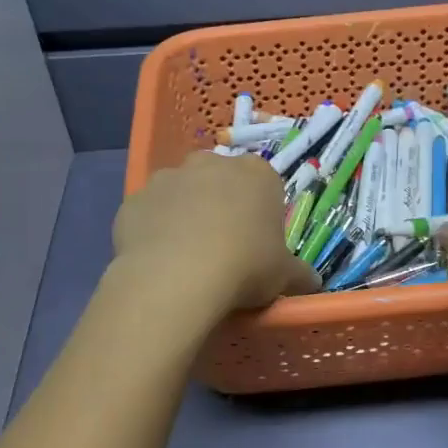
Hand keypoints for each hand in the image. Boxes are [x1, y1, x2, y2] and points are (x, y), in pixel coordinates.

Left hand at [112, 152, 319, 320]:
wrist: (177, 277)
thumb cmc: (245, 267)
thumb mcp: (284, 276)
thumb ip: (300, 274)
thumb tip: (313, 283)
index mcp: (256, 174)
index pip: (264, 184)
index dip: (260, 212)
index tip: (257, 242)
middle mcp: (211, 164)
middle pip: (219, 180)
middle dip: (219, 204)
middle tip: (222, 246)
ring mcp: (168, 178)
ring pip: (179, 193)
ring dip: (183, 215)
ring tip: (185, 256)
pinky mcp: (134, 200)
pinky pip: (148, 214)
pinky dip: (152, 231)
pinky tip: (157, 260)